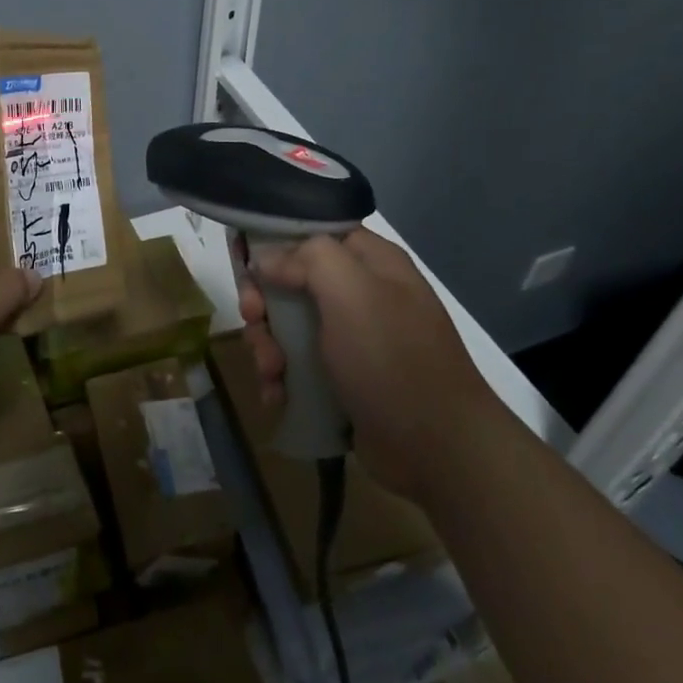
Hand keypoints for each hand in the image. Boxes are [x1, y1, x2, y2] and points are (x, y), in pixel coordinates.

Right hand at [238, 228, 492, 496]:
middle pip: (290, 280)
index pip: (311, 232)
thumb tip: (266, 259)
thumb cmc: (392, 359)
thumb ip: (307, 258)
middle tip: (253, 321)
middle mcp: (361, 293)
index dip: (273, 242)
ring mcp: (352, 338)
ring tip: (271, 373)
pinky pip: (297, 365)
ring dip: (268, 346)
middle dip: (264, 303)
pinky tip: (278, 396)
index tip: (243, 263)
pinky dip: (281, 378)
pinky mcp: (342, 378)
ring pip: (288, 326)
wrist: (438, 450)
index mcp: (370, 262)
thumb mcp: (352, 293)